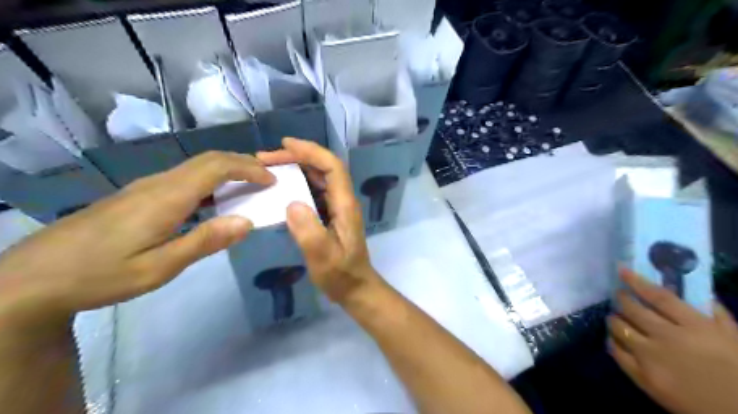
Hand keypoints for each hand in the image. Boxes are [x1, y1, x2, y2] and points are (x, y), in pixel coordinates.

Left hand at [0, 151, 272, 336]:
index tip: (272, 180)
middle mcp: (158, 183)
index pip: (217, 167)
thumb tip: (247, 222)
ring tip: (249, 185)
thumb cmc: (100, 275)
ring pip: (195, 166)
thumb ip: (205, 242)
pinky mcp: (138, 195)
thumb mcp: (159, 268)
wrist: (32, 277)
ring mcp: (145, 187)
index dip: (248, 168)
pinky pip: (184, 177)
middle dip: (242, 163)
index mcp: (167, 197)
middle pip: (208, 159)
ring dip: (227, 170)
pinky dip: (210, 180)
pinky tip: (214, 200)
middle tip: (267, 178)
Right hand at [257, 139, 380, 302]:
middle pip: (323, 168)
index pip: (332, 167)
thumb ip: (309, 230)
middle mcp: (342, 200)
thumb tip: (291, 202)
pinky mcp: (329, 215)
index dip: (311, 151)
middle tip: (265, 159)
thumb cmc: (341, 274)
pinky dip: (296, 184)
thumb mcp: (323, 257)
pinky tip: (279, 189)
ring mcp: (336, 207)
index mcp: (345, 204)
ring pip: (317, 178)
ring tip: (267, 169)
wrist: (355, 287)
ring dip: (295, 168)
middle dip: (296, 157)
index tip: (285, 145)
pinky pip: (313, 191)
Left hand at [608, 269, 737, 413]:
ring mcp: (650, 357)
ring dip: (615, 318)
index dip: (635, 281)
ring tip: (618, 316)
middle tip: (620, 294)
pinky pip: (615, 351)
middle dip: (621, 298)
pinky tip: (615, 338)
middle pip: (632, 309)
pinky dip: (612, 341)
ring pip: (619, 327)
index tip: (621, 270)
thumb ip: (717, 316)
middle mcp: (667, 337)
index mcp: (695, 327)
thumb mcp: (737, 341)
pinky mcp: (641, 376)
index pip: (658, 296)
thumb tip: (697, 295)